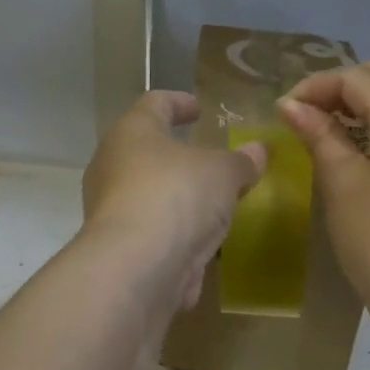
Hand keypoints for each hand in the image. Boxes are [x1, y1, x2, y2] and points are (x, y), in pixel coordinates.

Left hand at [81, 91, 265, 308]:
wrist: (137, 267)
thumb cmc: (177, 196)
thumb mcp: (223, 172)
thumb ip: (241, 161)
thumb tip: (258, 150)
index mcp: (132, 132)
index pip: (154, 104)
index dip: (178, 102)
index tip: (198, 108)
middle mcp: (112, 165)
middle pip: (145, 149)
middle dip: (176, 153)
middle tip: (206, 157)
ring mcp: (110, 208)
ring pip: (147, 191)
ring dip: (176, 194)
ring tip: (210, 200)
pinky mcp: (118, 246)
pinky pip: (151, 227)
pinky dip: (174, 228)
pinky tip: (199, 237)